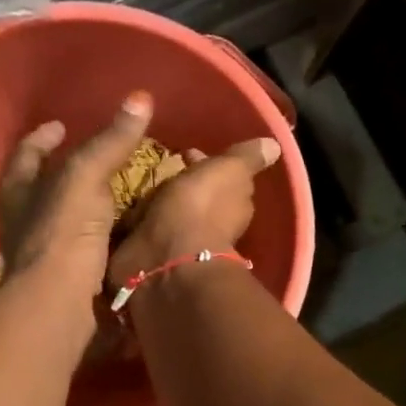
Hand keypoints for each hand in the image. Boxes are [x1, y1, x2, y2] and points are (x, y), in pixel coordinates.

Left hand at [0, 92, 153, 301]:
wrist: (60, 305)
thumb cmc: (61, 234)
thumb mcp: (85, 178)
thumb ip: (110, 142)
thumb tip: (140, 98)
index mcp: (17, 191)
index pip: (26, 153)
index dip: (42, 138)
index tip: (59, 125)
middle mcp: (23, 221)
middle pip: (40, 188)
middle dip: (63, 172)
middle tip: (93, 158)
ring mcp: (43, 254)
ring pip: (63, 221)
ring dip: (86, 207)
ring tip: (116, 193)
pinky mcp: (66, 280)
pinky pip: (86, 250)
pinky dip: (103, 239)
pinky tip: (125, 232)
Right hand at [109, 136, 282, 288]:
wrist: (166, 258)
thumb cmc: (201, 208)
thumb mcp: (231, 171)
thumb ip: (248, 158)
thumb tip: (274, 146)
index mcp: (233, 201)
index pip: (222, 177)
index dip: (207, 163)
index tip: (188, 152)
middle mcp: (211, 222)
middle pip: (196, 194)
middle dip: (183, 181)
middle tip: (163, 167)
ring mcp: (181, 239)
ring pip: (171, 211)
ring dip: (160, 200)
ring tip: (142, 184)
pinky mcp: (151, 251)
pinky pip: (145, 228)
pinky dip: (140, 219)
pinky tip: (130, 209)